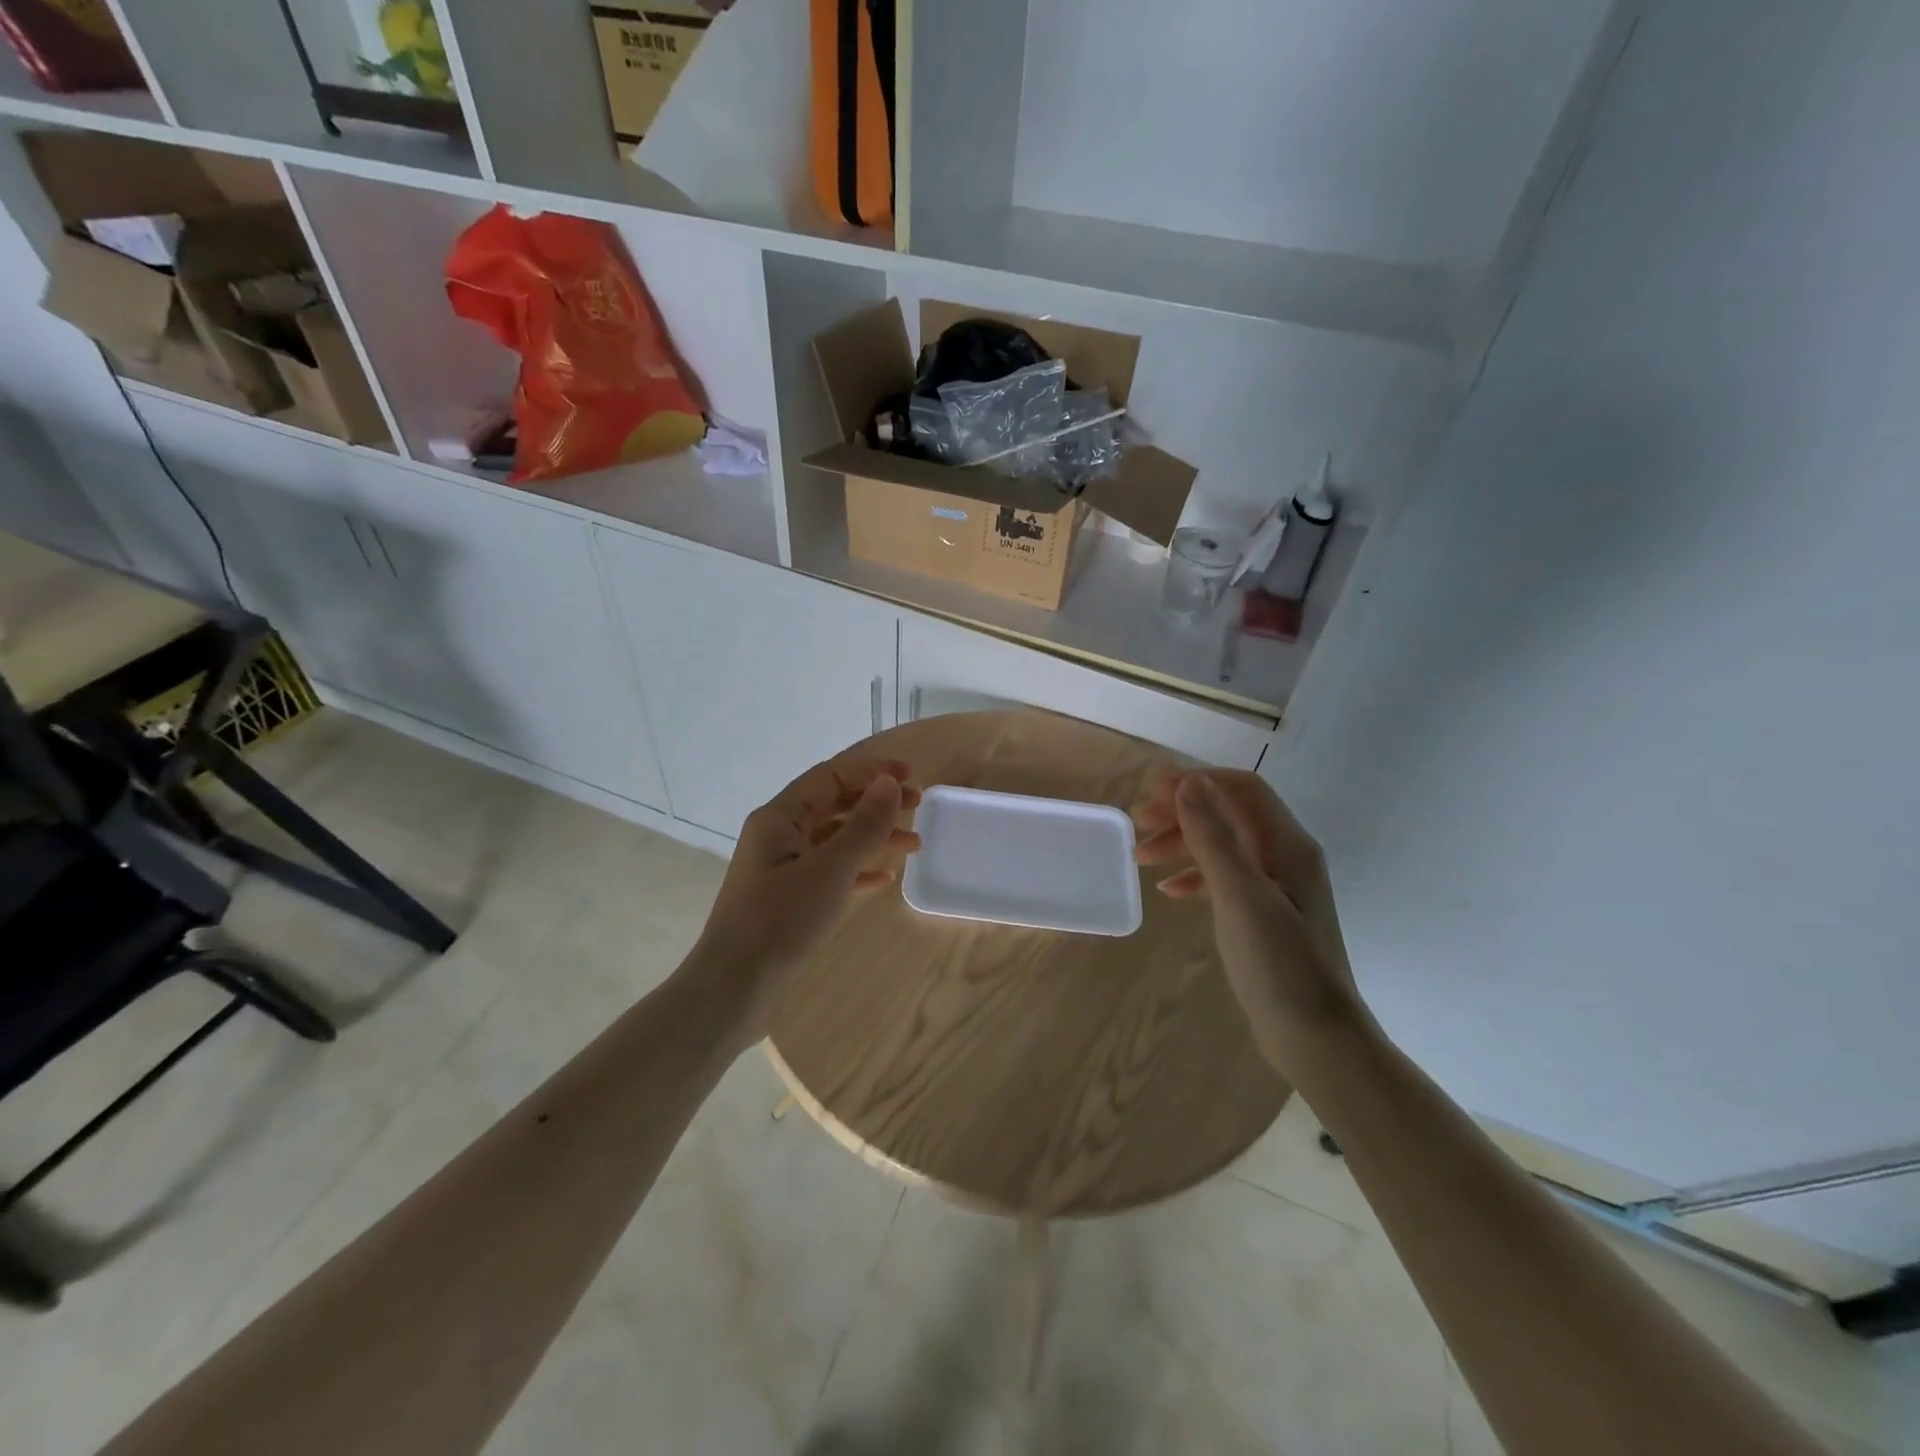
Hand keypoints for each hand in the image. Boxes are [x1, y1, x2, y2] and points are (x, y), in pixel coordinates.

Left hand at [691, 756, 921, 1039]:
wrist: (734, 989)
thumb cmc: (781, 921)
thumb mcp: (829, 870)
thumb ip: (863, 825)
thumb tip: (889, 783)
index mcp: (779, 818)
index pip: (830, 777)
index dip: (871, 771)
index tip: (911, 776)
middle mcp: (778, 836)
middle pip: (834, 805)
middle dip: (876, 803)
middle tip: (917, 808)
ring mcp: (782, 869)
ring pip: (835, 840)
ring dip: (873, 838)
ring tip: (913, 847)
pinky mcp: (788, 900)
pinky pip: (830, 872)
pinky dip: (858, 870)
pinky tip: (884, 880)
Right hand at [1133, 768, 1368, 1066]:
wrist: (1318, 1040)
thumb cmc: (1279, 965)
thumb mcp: (1239, 896)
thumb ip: (1213, 837)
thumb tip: (1188, 780)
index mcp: (1288, 845)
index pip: (1242, 788)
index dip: (1195, 781)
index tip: (1149, 792)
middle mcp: (1287, 857)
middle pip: (1229, 813)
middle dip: (1182, 812)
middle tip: (1138, 825)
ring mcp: (1279, 887)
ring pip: (1224, 845)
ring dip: (1183, 843)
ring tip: (1142, 859)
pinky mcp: (1268, 914)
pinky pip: (1226, 879)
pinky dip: (1195, 877)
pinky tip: (1170, 893)